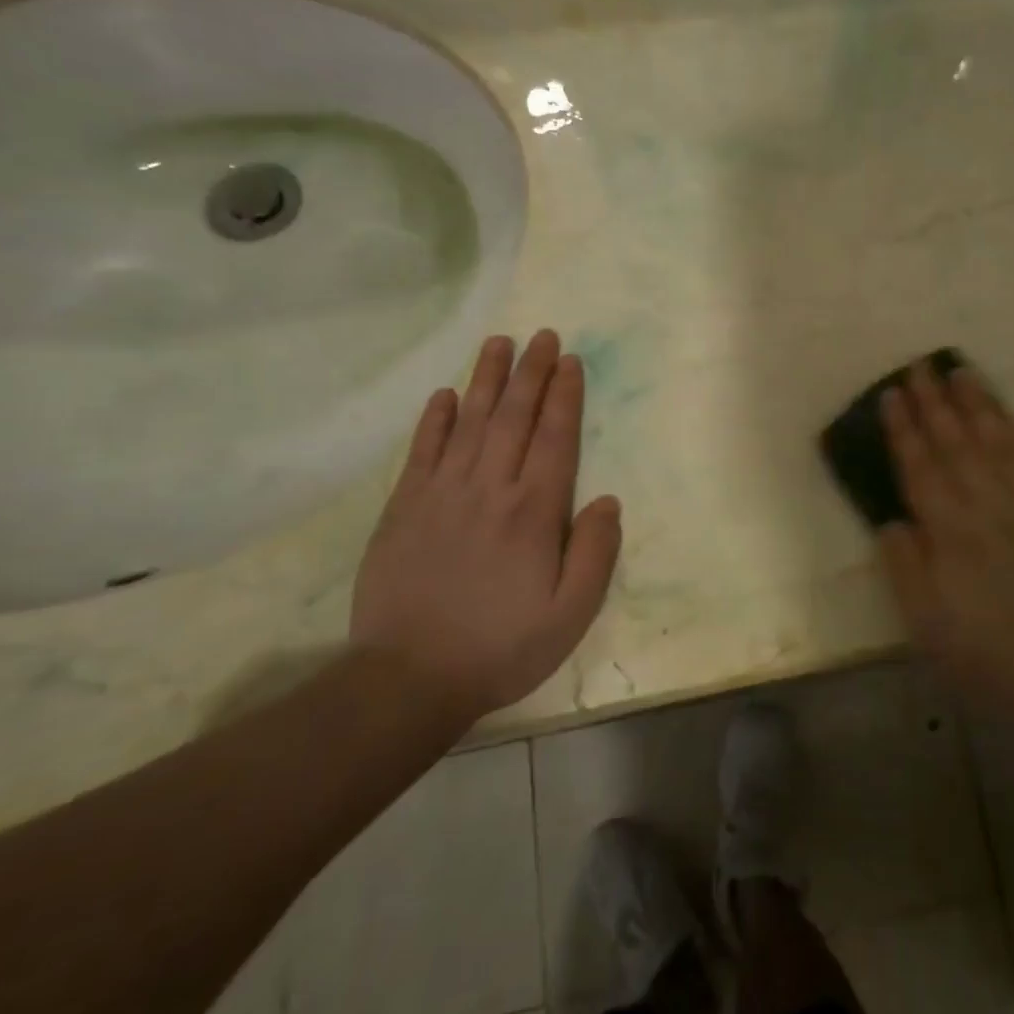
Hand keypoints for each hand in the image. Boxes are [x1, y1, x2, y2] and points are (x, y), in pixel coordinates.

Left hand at [351, 329, 621, 726]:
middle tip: (543, 335)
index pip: (555, 437)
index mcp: (534, 510)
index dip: (565, 395)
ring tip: (499, 343)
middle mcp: (490, 488)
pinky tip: (445, 394)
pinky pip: (422, 450)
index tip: (571, 360)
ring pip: (470, 421)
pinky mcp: (405, 507)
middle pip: (515, 416)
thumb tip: (608, 500)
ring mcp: (442, 493)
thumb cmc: (503, 646)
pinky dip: (435, 418)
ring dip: (487, 379)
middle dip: (532, 372)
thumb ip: (596, 552)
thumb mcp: (571, 613)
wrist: (410, 678)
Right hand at [876, 361, 1013, 736]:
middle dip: (934, 401)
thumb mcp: (928, 627)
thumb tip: (890, 520)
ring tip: (959, 370)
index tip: (891, 394)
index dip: (903, 428)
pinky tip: (1008, 416)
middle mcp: (989, 504)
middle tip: (918, 365)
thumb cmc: (992, 657)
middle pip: (956, 441)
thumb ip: (905, 568)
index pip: (920, 466)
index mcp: (951, 531)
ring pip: (997, 439)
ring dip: (976, 403)